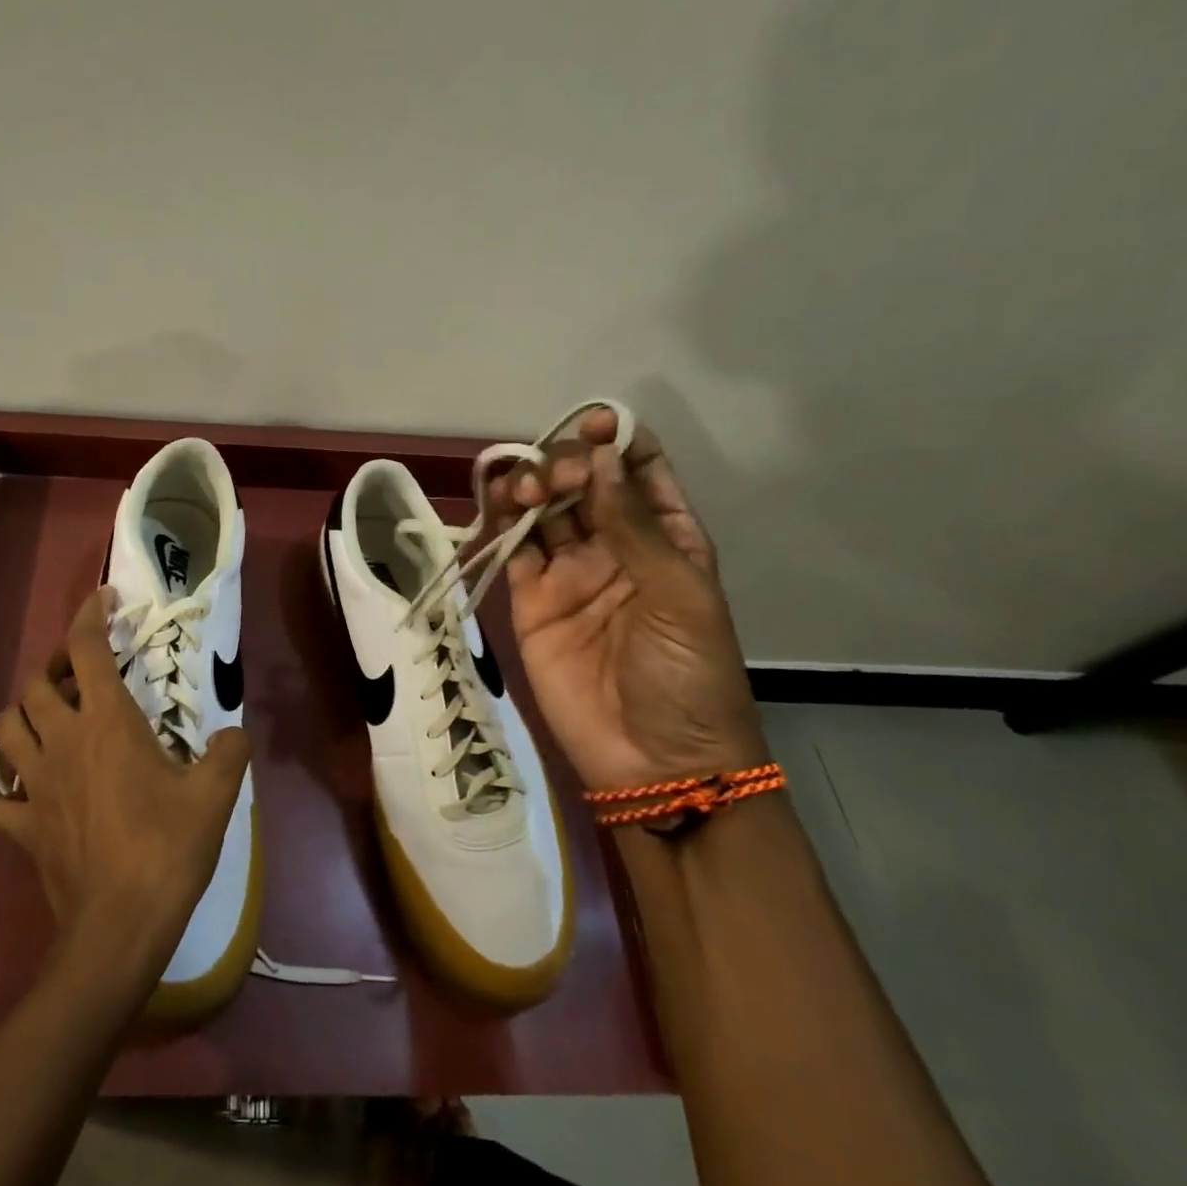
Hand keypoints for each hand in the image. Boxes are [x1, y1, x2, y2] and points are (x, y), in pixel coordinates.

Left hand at [0, 588, 250, 981]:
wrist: (120, 926)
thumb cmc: (167, 848)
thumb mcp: (216, 794)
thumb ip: (231, 751)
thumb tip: (236, 734)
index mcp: (106, 723)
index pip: (84, 649)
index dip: (90, 615)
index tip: (103, 598)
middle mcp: (62, 743)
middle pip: (33, 686)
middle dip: (53, 670)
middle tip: (80, 677)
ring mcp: (35, 785)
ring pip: (4, 731)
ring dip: (23, 717)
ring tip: (50, 723)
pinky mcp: (23, 827)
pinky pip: (2, 800)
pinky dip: (13, 791)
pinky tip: (35, 797)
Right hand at [495, 410, 763, 791]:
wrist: (655, 762)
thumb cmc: (689, 676)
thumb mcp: (679, 594)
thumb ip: (633, 526)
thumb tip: (598, 458)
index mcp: (666, 537)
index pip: (639, 470)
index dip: (617, 440)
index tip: (593, 424)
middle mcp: (615, 545)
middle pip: (584, 483)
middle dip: (567, 465)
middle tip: (556, 479)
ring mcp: (569, 573)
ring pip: (544, 511)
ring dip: (532, 487)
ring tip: (523, 489)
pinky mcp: (531, 600)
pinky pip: (513, 550)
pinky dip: (501, 524)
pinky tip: (497, 506)